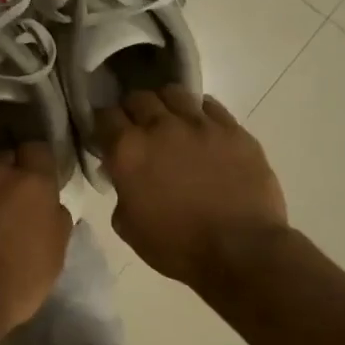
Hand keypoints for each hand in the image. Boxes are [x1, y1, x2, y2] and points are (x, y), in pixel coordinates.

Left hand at [0, 130, 71, 339]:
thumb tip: (49, 201)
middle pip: (5, 154)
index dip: (36, 161)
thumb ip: (56, 218)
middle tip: (5, 190)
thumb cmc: (14, 285)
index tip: (34, 174)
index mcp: (34, 184)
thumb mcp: (54, 256)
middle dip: (8, 166)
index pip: (39, 149)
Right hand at [98, 88, 287, 284]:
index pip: (104, 116)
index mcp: (128, 150)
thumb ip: (120, 191)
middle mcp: (160, 127)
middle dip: (132, 110)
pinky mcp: (233, 129)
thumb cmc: (177, 246)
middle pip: (138, 97)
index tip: (106, 136)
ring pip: (173, 93)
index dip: (103, 124)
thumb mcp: (128, 225)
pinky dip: (199, 113)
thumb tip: (124, 177)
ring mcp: (200, 124)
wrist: (241, 251)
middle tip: (137, 129)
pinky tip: (201, 129)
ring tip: (170, 122)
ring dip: (165, 105)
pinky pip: (209, 106)